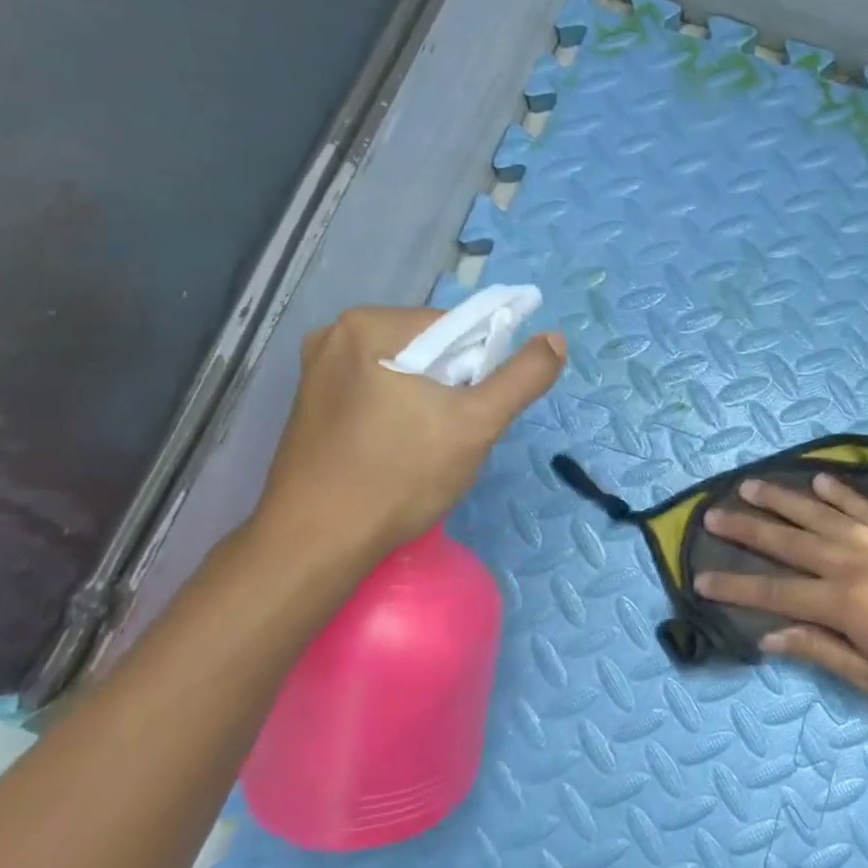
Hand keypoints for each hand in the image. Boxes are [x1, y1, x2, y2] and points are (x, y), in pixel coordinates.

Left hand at [252, 306, 564, 562]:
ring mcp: (316, 371)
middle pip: (429, 349)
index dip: (482, 366)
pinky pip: (376, 394)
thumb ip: (522, 378)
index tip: (480, 410)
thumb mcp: (477, 424)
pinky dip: (399, 414)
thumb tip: (556, 339)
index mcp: (369, 325)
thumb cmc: (400, 476)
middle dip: (454, 387)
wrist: (317, 542)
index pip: (455, 326)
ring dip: (429, 403)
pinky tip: (400, 452)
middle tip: (456, 435)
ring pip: (404, 374)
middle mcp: (335, 335)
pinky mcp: (312, 405)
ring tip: (429, 448)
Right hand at [695, 473, 867, 715]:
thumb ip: (821, 651)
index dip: (736, 585)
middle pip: (790, 543)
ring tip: (751, 484)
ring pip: (821, 515)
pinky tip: (817, 479)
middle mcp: (855, 563)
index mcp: (845, 604)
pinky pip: (864, 508)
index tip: (701, 576)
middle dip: (748, 529)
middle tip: (712, 514)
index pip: (776, 592)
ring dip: (783, 499)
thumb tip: (770, 636)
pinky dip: (839, 493)